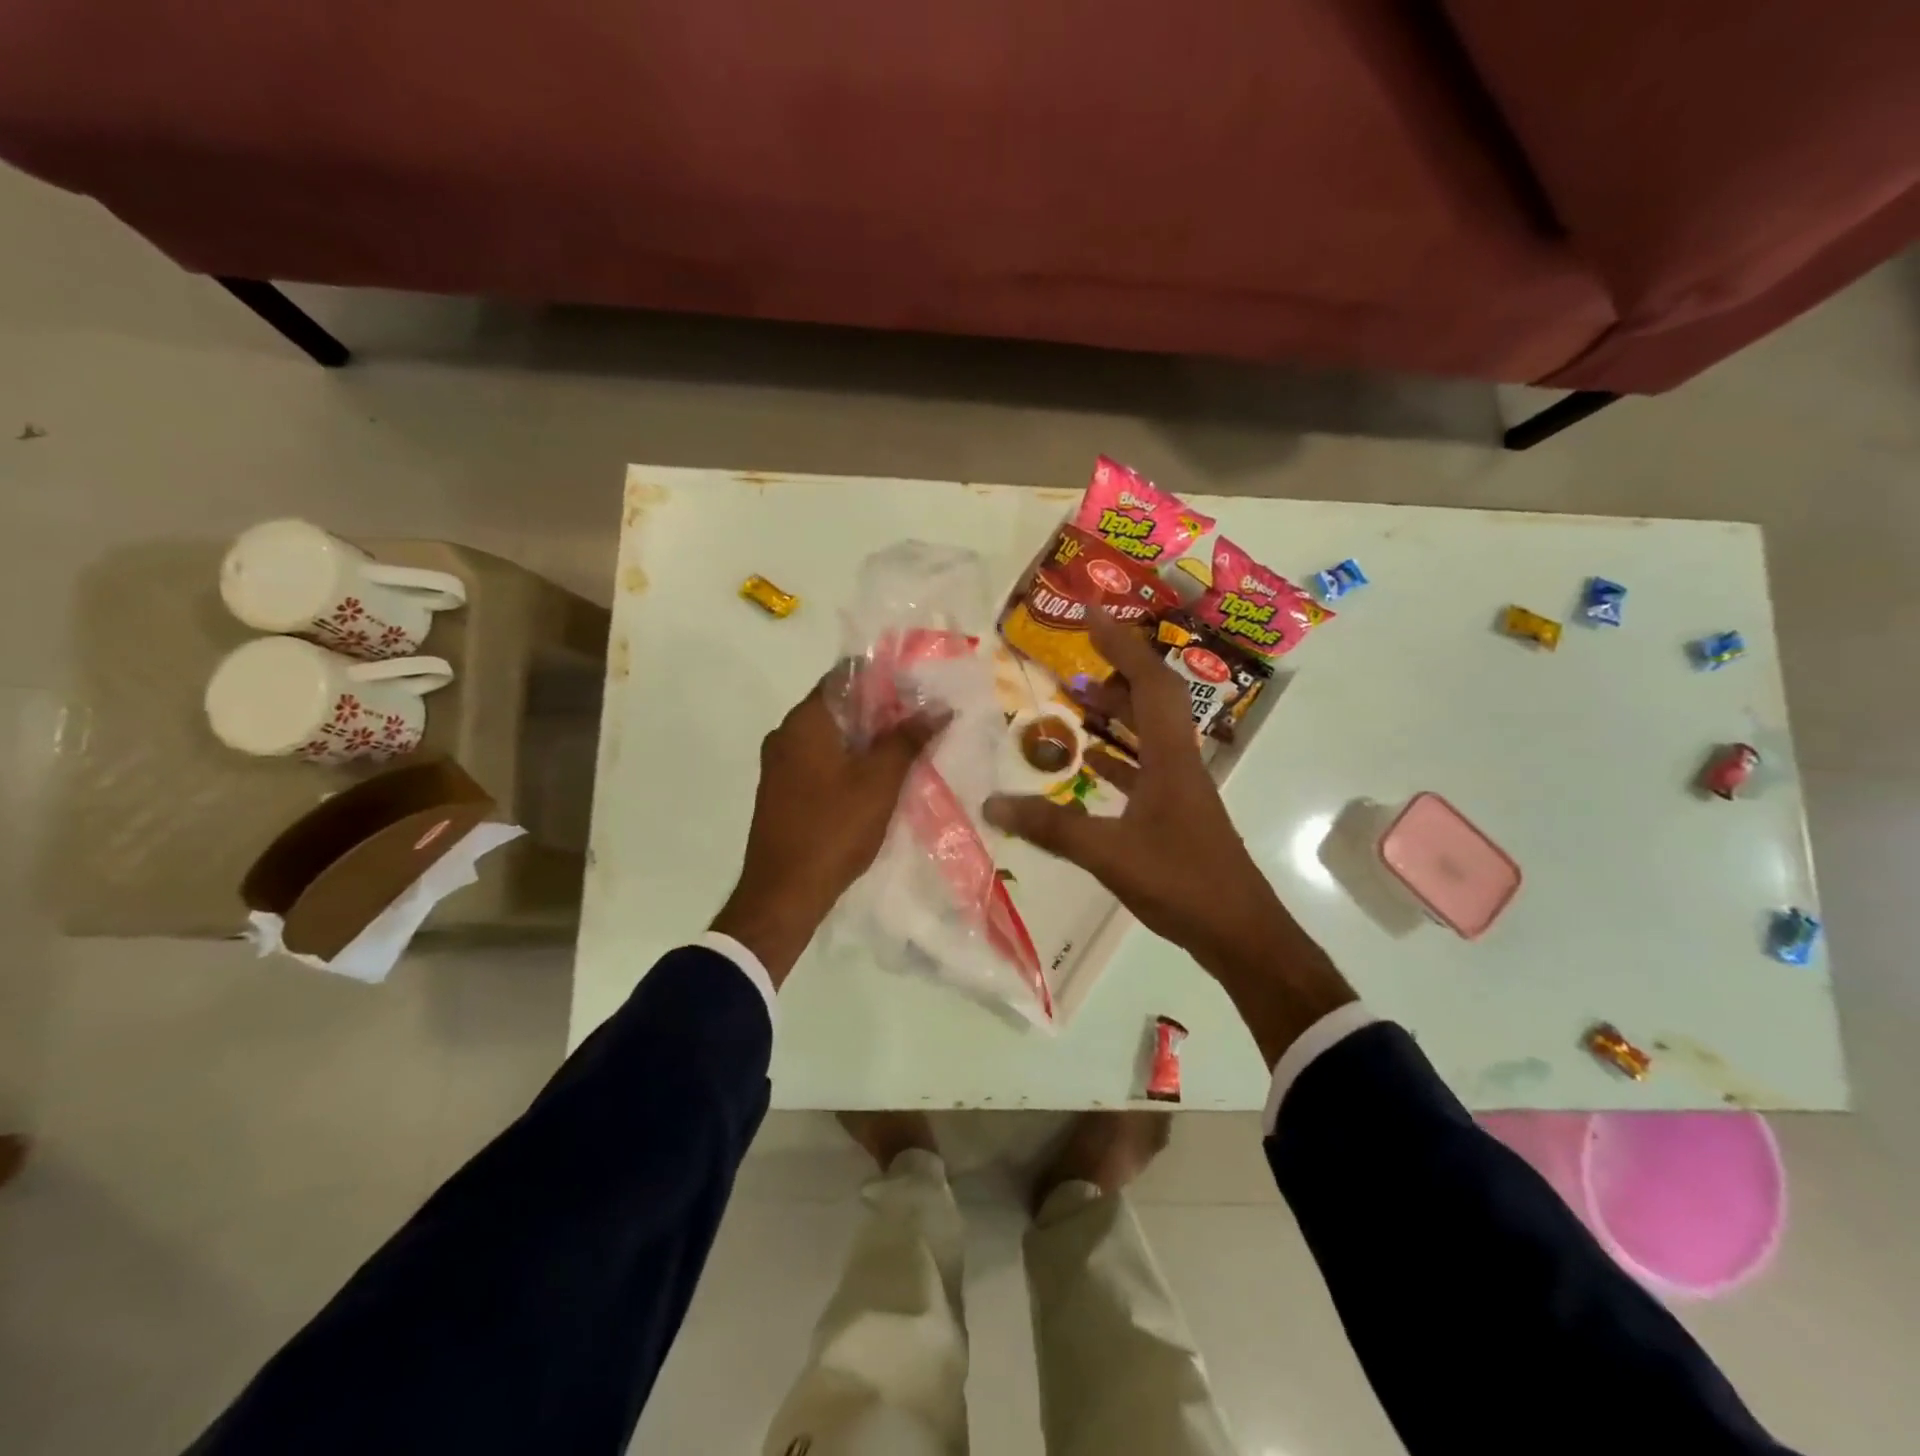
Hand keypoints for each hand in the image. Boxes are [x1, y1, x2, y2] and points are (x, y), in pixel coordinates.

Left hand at [711, 677, 945, 985]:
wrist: (783, 894)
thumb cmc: (833, 829)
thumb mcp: (880, 782)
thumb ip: (908, 740)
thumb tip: (938, 708)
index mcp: (805, 721)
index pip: (846, 676)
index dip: (886, 679)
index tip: (920, 691)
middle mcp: (786, 734)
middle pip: (840, 705)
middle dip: (882, 712)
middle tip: (922, 722)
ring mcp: (780, 765)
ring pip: (831, 736)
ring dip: (867, 739)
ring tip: (908, 749)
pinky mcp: (783, 791)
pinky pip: (821, 761)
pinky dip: (849, 761)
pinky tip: (878, 778)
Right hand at [983, 610, 1353, 1063]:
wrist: (1240, 934)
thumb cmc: (1182, 883)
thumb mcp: (1108, 853)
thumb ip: (1050, 827)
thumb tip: (991, 804)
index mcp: (1171, 756)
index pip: (1148, 681)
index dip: (1119, 643)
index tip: (1088, 614)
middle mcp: (1180, 761)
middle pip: (1152, 698)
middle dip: (1115, 669)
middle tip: (1074, 658)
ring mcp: (1181, 788)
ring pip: (1149, 733)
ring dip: (1117, 712)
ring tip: (1075, 702)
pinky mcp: (1177, 813)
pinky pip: (1145, 768)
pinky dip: (1118, 757)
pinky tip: (1091, 763)